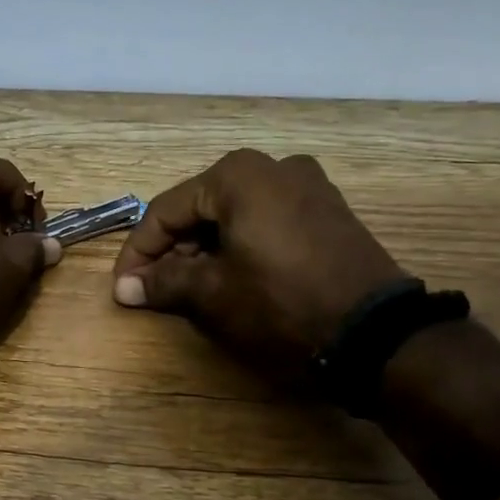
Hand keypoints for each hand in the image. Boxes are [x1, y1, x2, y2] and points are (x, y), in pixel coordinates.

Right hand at [110, 150, 402, 372]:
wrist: (376, 333)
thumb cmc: (281, 303)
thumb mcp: (212, 293)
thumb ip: (163, 282)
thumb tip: (125, 289)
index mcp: (238, 175)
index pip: (166, 210)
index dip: (138, 252)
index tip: (123, 287)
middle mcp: (272, 166)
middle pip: (200, 208)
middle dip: (171, 250)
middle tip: (153, 288)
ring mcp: (307, 186)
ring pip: (233, 214)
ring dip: (203, 249)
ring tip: (188, 287)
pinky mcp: (328, 211)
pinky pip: (265, 220)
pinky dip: (238, 245)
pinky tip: (229, 276)